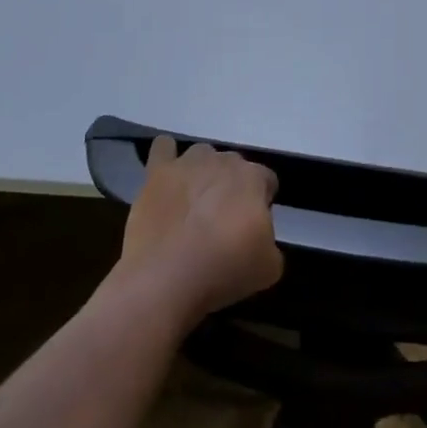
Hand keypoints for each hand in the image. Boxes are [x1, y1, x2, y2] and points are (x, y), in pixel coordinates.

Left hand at [119, 136, 282, 323]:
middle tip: (223, 221)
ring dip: (203, 172)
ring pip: (201, 154)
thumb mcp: (269, 268)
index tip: (253, 227)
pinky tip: (168, 176)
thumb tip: (257, 236)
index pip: (266, 180)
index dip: (261, 202)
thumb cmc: (223, 272)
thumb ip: (270, 241)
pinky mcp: (156, 173)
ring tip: (194, 202)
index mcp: (253, 179)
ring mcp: (187, 164)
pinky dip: (167, 156)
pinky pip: (163, 147)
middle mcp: (222, 161)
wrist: (166, 280)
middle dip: (231, 187)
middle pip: (233, 165)